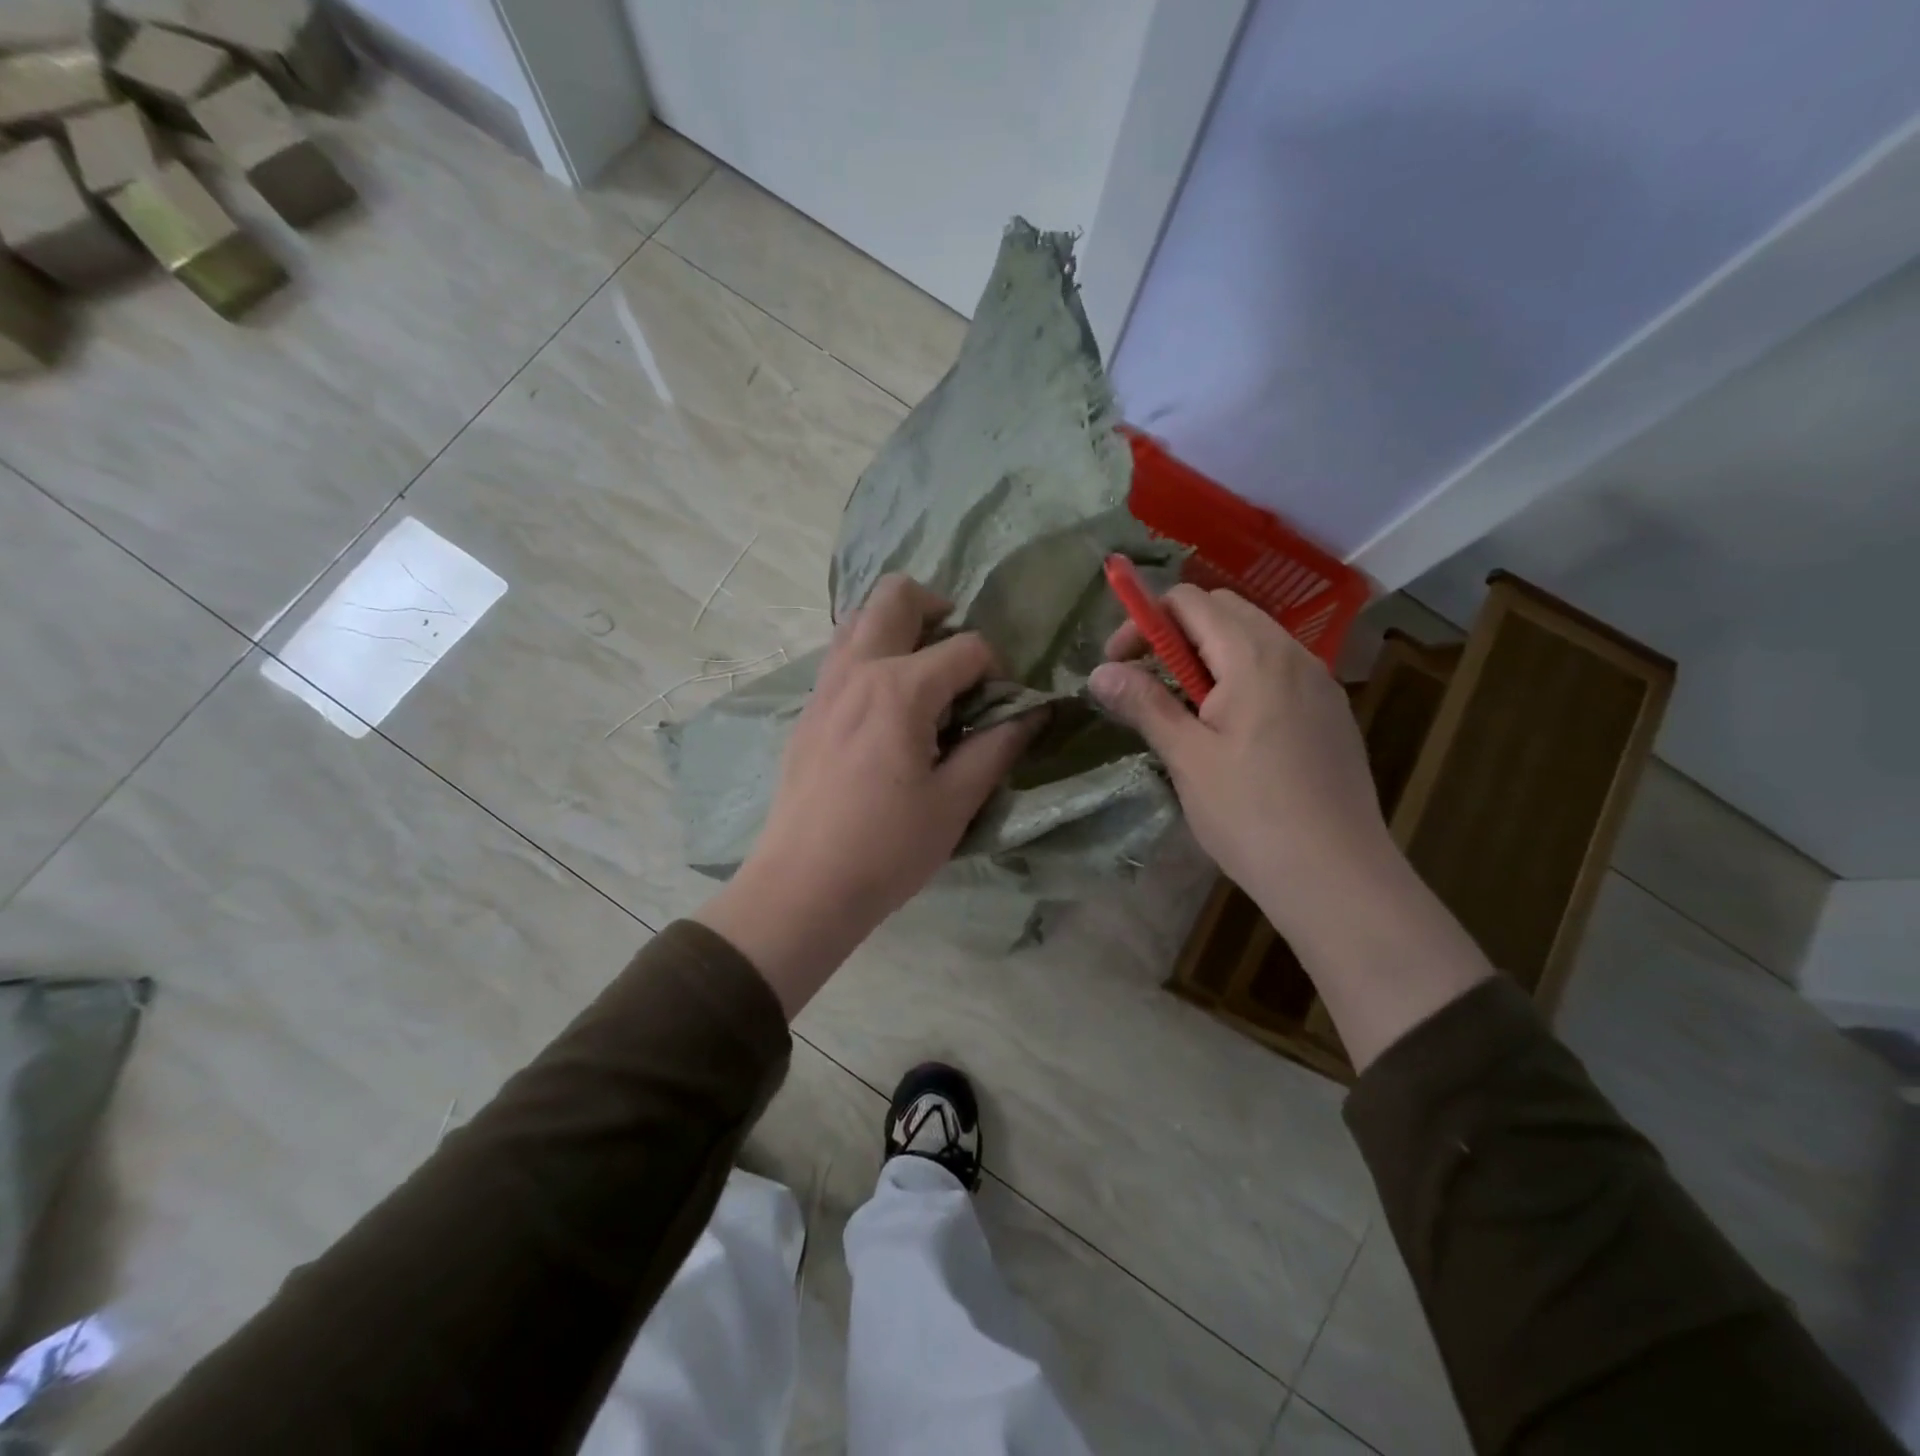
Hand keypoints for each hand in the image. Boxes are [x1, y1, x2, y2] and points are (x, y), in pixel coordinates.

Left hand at [698, 575, 1043, 1015]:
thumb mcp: (955, 802)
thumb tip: (1032, 713)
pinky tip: (888, 705)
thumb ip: (997, 747)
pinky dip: (870, 654)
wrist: (802, 887)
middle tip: (959, 657)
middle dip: (938, 608)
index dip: (997, 669)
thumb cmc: (887, 849)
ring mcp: (825, 686)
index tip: (1004, 706)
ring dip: (898, 626)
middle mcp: (857, 670)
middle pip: (896, 596)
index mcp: (900, 688)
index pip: (966, 647)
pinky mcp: (808, 710)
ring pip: (859, 618)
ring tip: (924, 674)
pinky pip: (841, 654)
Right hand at [1091, 586, 1492, 1068]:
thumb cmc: (1250, 814)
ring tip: (1181, 708)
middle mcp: (1293, 654)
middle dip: (1174, 633)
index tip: (1117, 664)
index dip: (1144, 621)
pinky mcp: (1329, 712)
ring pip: (1253, 640)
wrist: (1336, 875)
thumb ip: (1144, 704)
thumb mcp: (1187, 757)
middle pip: (1223, 611)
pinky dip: (1240, 677)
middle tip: (1144, 681)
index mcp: (1254, 656)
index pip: (1190, 601)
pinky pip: (1277, 670)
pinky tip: (1227, 729)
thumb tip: (1098, 673)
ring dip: (1207, 656)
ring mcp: (1318, 682)